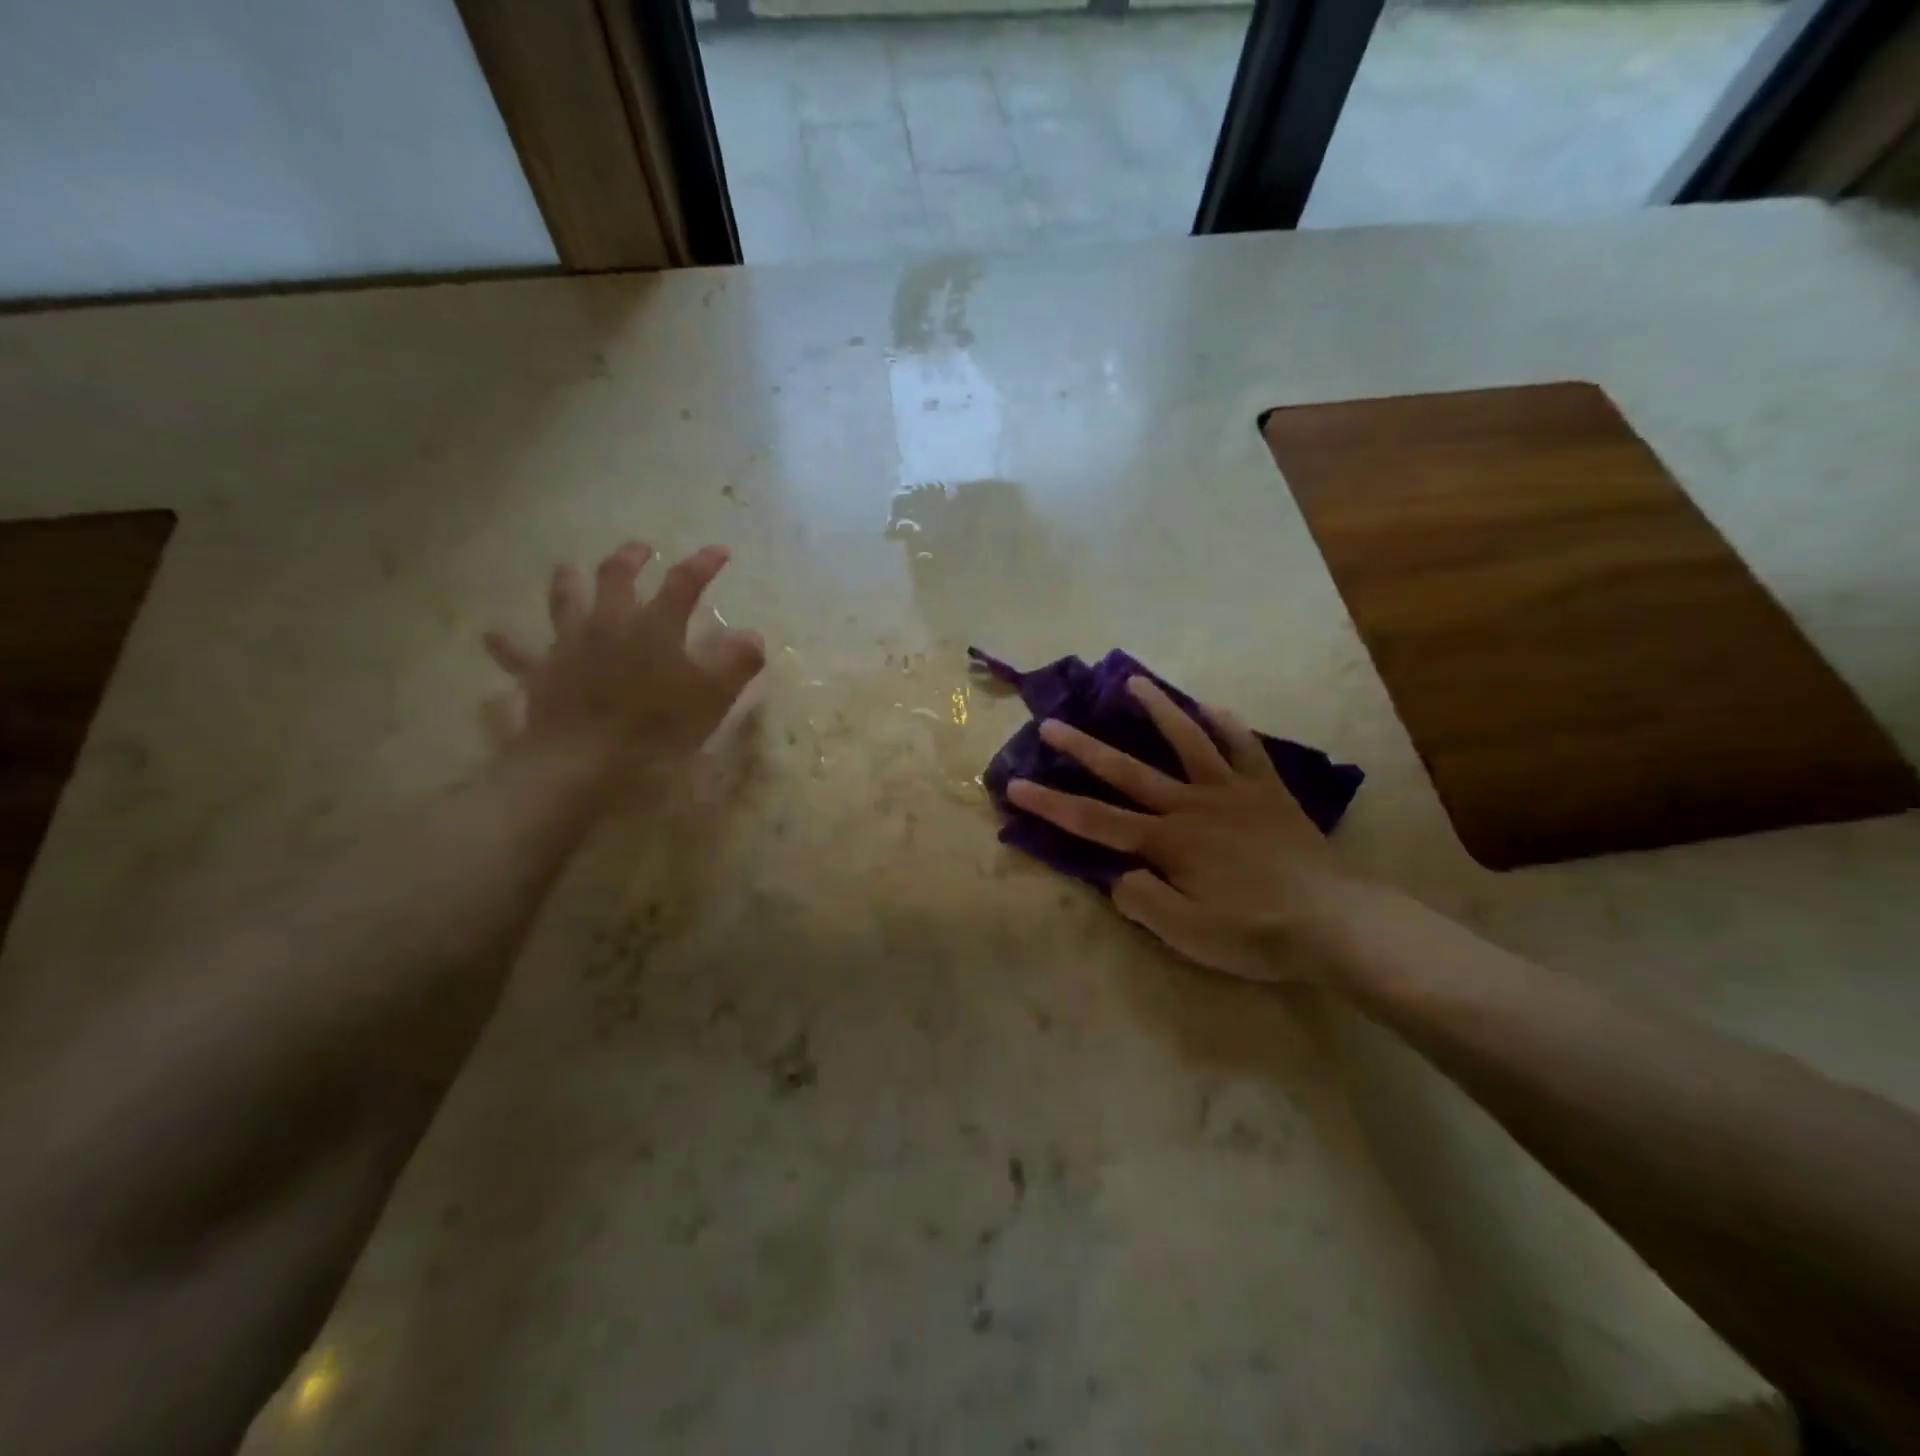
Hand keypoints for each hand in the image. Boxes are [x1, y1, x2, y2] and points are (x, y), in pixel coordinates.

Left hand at [483, 542, 764, 765]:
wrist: (585, 760)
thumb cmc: (657, 727)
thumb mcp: (713, 697)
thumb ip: (738, 662)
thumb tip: (752, 635)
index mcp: (654, 624)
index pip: (684, 582)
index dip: (704, 563)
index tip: (719, 551)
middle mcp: (609, 621)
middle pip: (616, 575)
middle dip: (631, 557)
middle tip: (641, 550)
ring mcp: (570, 644)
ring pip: (565, 599)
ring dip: (570, 581)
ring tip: (571, 570)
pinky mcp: (542, 672)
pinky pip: (518, 653)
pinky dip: (507, 644)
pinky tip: (492, 635)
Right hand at [1006, 677, 1363, 983]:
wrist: (1338, 922)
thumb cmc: (1258, 933)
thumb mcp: (1189, 935)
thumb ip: (1143, 902)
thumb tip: (1117, 874)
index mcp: (1167, 842)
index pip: (1094, 821)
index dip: (1050, 804)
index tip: (1015, 786)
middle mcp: (1191, 806)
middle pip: (1127, 771)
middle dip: (1084, 748)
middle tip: (1051, 722)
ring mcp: (1231, 792)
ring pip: (1187, 742)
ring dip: (1158, 711)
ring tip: (1133, 682)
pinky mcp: (1267, 792)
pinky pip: (1244, 749)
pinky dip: (1228, 726)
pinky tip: (1214, 707)